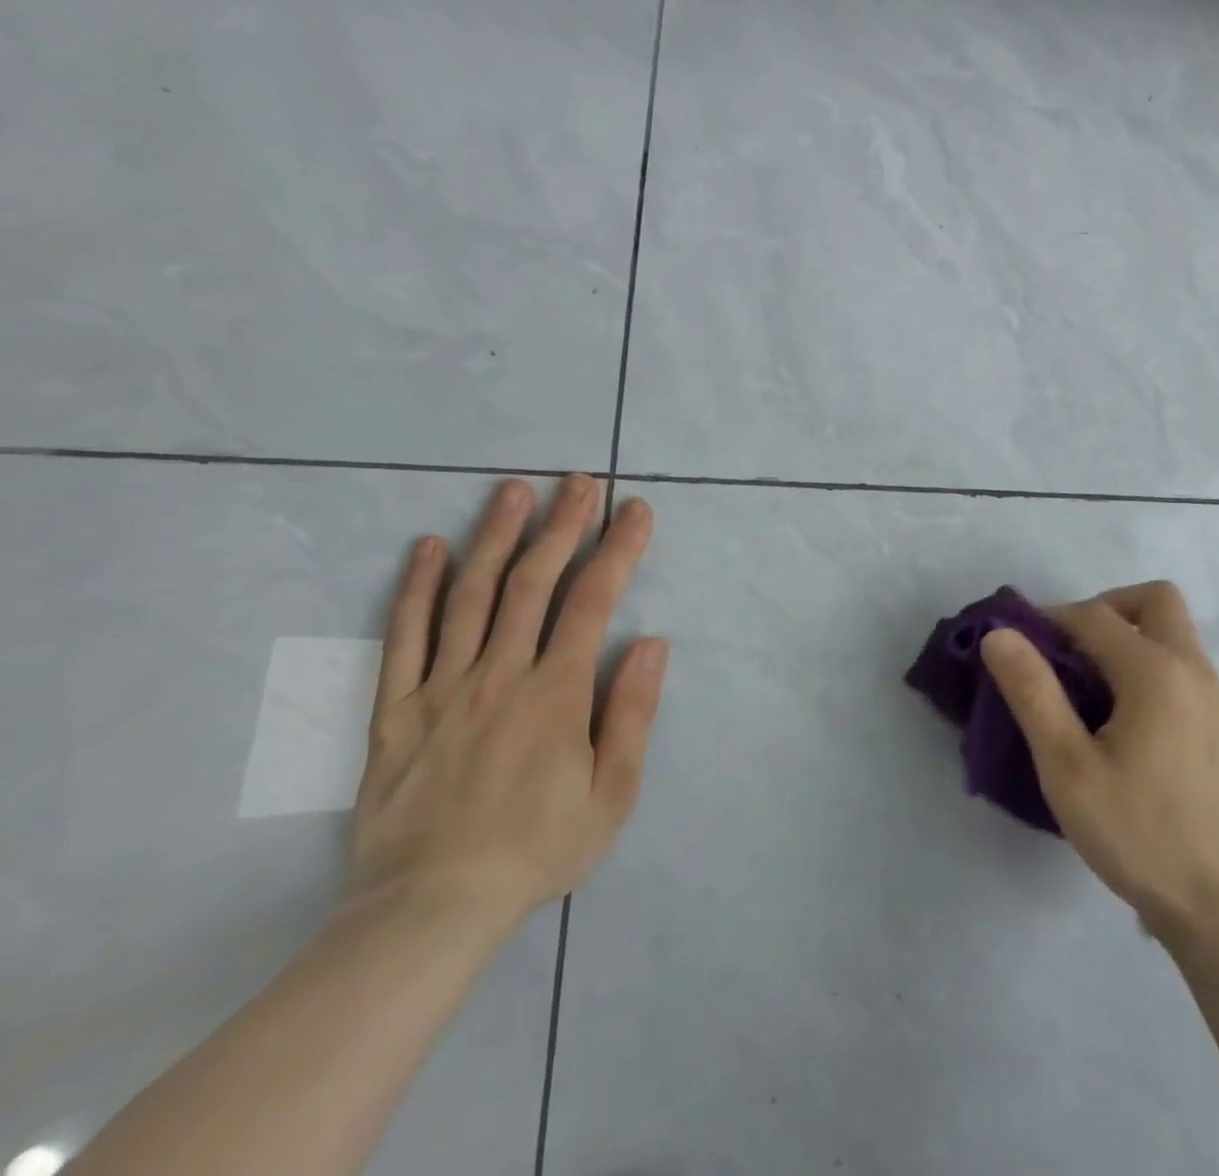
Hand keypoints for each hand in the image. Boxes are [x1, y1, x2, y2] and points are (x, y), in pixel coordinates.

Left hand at [349, 475, 668, 921]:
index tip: (636, 510)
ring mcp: (441, 688)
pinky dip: (416, 588)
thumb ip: (631, 714)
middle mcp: (499, 675)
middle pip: (533, 583)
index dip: (618, 549)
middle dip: (563, 526)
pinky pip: (404, 638)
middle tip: (580, 482)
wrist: (430, 909)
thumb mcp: (613, 794)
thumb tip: (652, 644)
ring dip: (496, 537)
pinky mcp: (395, 710)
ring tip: (514, 491)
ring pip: (470, 596)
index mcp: (555, 693)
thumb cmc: (537, 848)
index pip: (593, 602)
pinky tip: (429, 548)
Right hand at [981, 581, 1218, 943]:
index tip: (1017, 647)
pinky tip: (1122, 716)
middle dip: (1104, 609)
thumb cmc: (1138, 834)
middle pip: (1152, 600)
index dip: (1049, 620)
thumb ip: (1033, 693)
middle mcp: (1192, 668)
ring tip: (1088, 685)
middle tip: (1068, 652)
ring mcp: (1212, 695)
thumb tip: (999, 635)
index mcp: (1155, 671)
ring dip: (1128, 634)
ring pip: (1172, 630)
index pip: (1093, 615)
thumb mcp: (1068, 767)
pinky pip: (1181, 662)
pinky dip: (1148, 661)